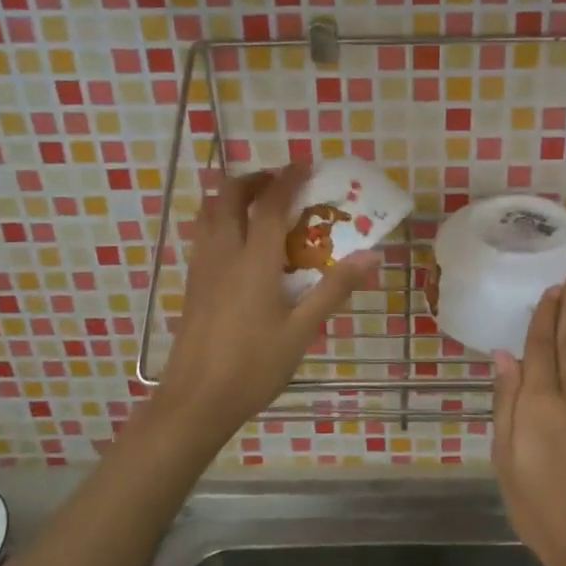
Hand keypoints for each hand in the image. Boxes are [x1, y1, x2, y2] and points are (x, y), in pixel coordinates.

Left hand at [155, 164, 376, 447]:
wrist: (196, 401)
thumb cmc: (253, 366)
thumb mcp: (302, 331)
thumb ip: (334, 290)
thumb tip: (372, 257)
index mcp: (254, 261)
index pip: (270, 204)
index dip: (288, 179)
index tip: (305, 165)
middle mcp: (223, 253)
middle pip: (228, 195)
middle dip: (253, 180)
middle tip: (280, 183)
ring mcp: (202, 267)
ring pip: (209, 212)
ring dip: (232, 196)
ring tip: (259, 204)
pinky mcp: (192, 283)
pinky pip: (203, 234)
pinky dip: (220, 219)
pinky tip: (239, 243)